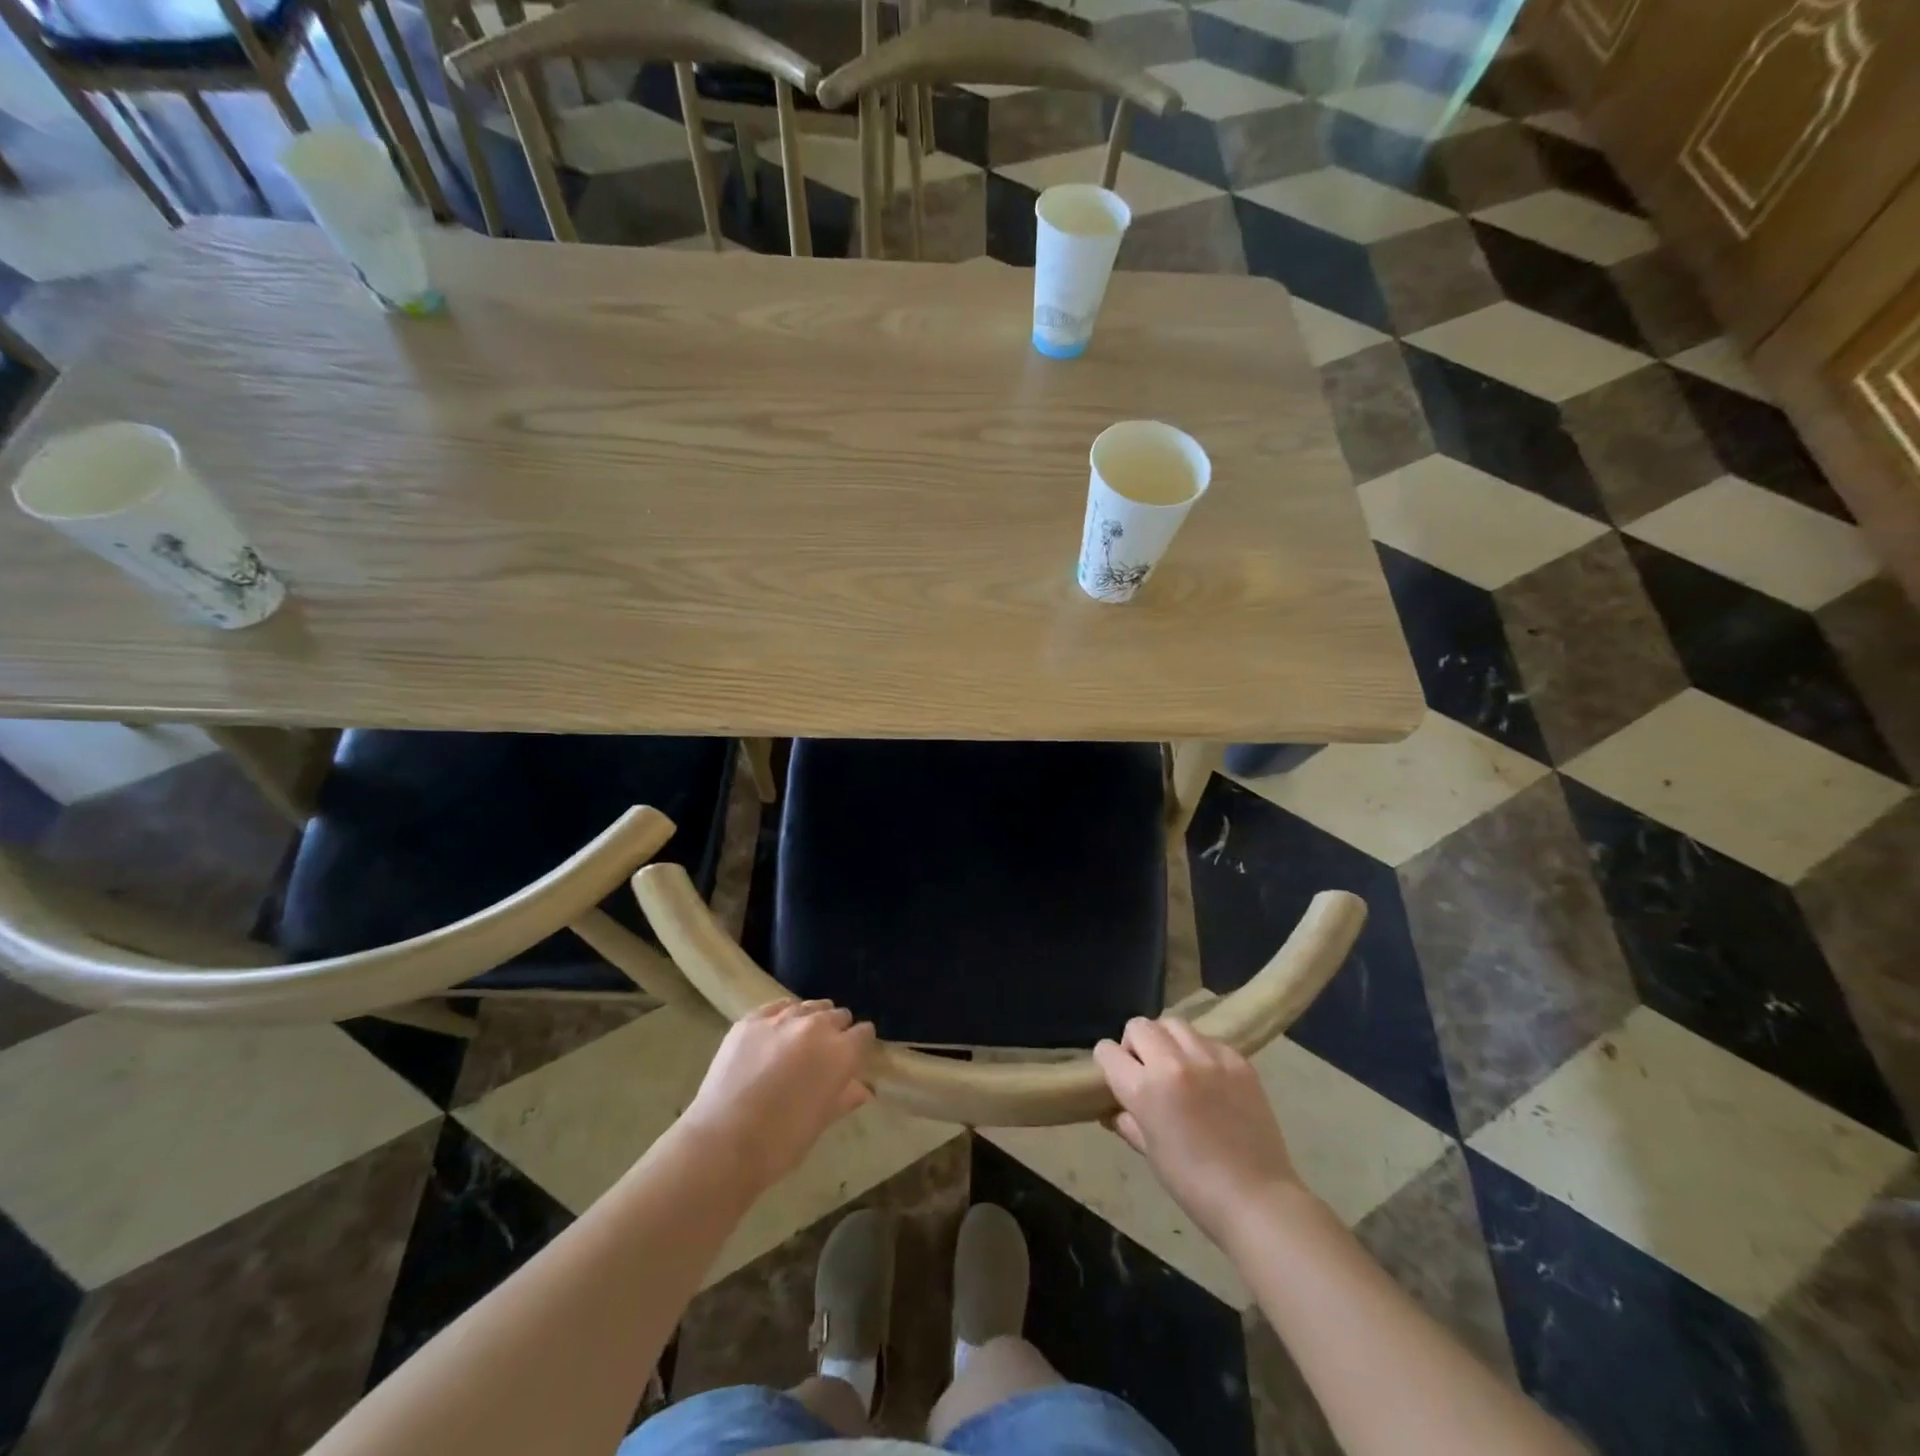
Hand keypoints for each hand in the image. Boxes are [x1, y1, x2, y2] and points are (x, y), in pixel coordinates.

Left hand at [680, 999, 875, 1191]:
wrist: (722, 1142)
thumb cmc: (781, 1142)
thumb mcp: (821, 1122)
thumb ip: (845, 1096)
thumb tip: (864, 1088)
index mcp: (840, 1053)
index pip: (864, 1033)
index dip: (859, 1045)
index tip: (852, 1058)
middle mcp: (816, 1026)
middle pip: (838, 1014)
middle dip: (836, 1031)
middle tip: (824, 1054)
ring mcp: (781, 1018)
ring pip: (809, 1006)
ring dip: (810, 1020)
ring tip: (799, 1042)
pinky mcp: (751, 1019)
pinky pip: (777, 1007)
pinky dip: (782, 1017)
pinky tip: (774, 1035)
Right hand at [1094, 1016, 1304, 1247]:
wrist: (1256, 1198)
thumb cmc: (1193, 1184)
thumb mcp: (1150, 1152)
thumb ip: (1127, 1121)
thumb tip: (1116, 1108)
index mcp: (1145, 1089)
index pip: (1107, 1051)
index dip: (1108, 1064)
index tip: (1118, 1078)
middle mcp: (1174, 1062)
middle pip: (1138, 1026)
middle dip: (1135, 1045)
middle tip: (1148, 1072)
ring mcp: (1209, 1057)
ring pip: (1173, 1024)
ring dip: (1166, 1041)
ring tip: (1178, 1067)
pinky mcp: (1237, 1060)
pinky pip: (1207, 1039)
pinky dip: (1200, 1052)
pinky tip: (1209, 1079)